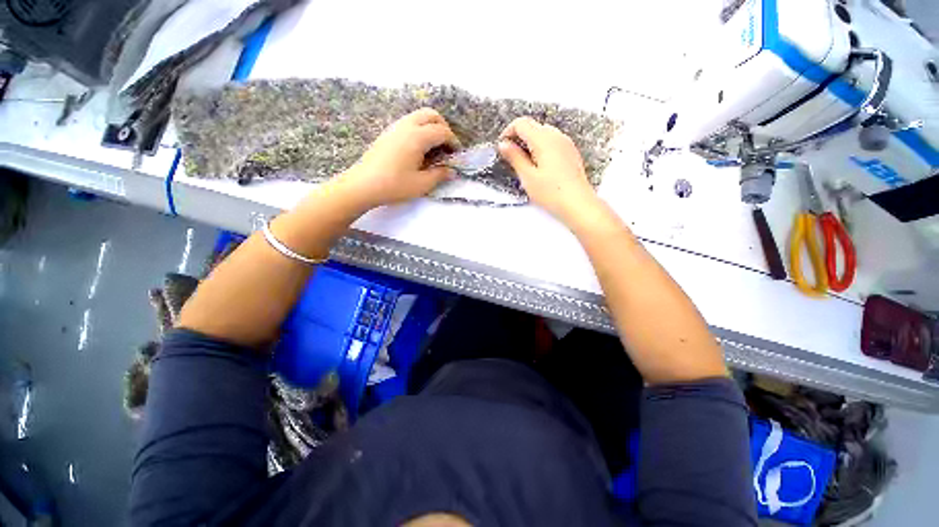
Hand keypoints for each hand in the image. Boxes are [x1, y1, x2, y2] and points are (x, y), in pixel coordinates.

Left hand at [336, 108, 457, 211]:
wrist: (363, 185)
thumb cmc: (394, 185)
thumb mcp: (422, 184)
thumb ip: (440, 175)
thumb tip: (452, 171)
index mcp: (417, 137)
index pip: (442, 131)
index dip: (453, 142)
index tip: (457, 155)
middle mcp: (407, 126)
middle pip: (431, 115)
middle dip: (443, 127)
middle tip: (446, 146)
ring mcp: (395, 127)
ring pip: (418, 116)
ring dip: (431, 127)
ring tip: (433, 148)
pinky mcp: (387, 133)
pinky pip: (409, 122)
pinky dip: (419, 129)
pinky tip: (418, 149)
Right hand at [498, 117, 599, 225]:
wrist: (578, 204)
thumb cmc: (551, 192)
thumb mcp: (527, 176)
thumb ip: (515, 157)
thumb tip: (503, 144)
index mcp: (543, 139)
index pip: (521, 123)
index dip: (508, 132)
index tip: (502, 147)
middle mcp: (556, 135)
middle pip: (533, 126)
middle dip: (518, 136)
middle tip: (510, 156)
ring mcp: (566, 143)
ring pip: (543, 133)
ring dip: (530, 142)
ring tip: (524, 162)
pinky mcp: (571, 152)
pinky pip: (553, 141)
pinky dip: (541, 147)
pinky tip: (539, 165)